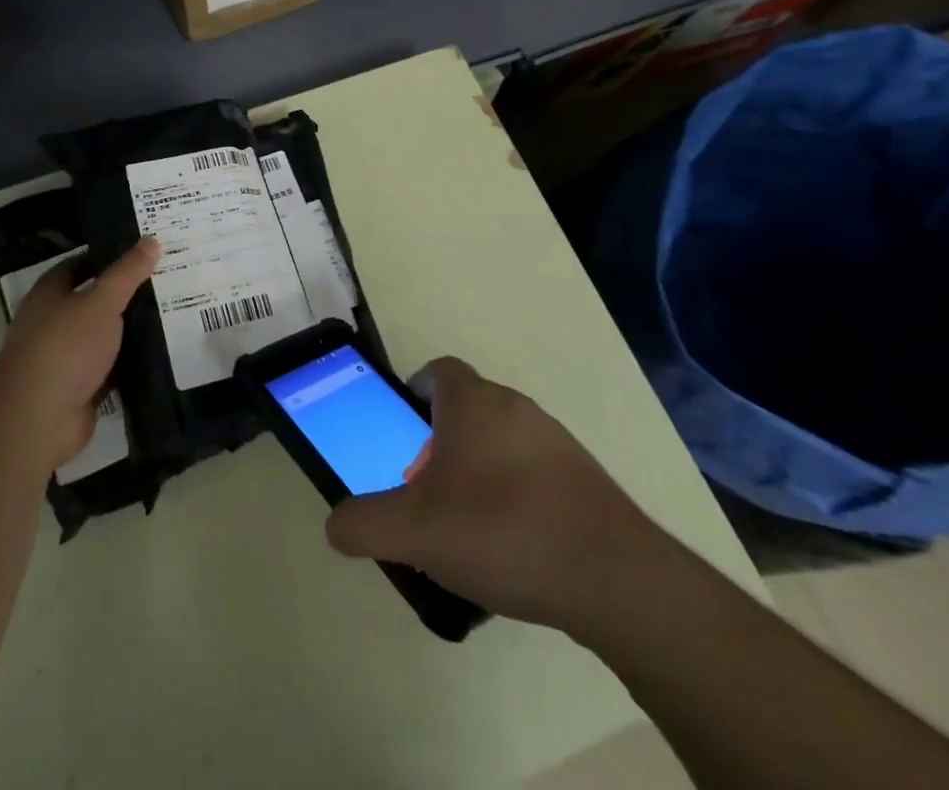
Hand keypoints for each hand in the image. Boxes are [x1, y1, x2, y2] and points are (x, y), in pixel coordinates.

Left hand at [0, 237, 159, 470]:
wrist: (39, 418)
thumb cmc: (65, 346)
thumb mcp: (102, 301)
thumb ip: (127, 273)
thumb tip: (151, 240)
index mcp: (49, 295)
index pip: (78, 266)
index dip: (107, 258)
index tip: (142, 253)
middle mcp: (53, 324)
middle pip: (93, 303)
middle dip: (126, 296)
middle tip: (166, 282)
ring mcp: (66, 360)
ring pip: (104, 339)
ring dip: (130, 333)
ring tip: (173, 316)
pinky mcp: (80, 391)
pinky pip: (111, 371)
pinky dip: (131, 366)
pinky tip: (162, 356)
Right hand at [325, 357, 669, 638]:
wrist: (612, 577)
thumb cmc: (500, 530)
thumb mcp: (414, 531)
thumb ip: (364, 524)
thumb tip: (335, 525)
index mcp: (473, 402)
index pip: (438, 371)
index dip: (415, 390)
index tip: (402, 424)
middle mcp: (515, 407)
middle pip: (467, 409)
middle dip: (440, 441)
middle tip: (424, 489)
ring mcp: (556, 441)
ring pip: (502, 441)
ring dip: (478, 469)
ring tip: (465, 526)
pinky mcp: (585, 479)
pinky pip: (535, 473)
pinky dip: (515, 495)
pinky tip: (511, 547)